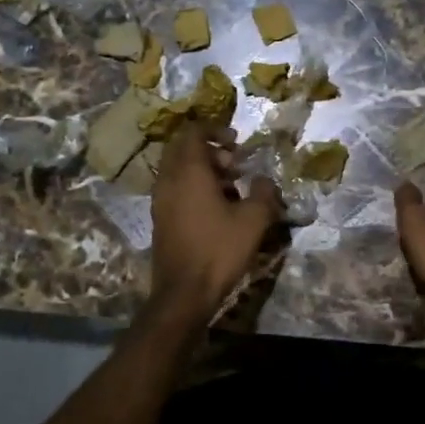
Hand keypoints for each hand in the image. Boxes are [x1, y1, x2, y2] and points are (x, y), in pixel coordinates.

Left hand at [150, 122, 283, 316]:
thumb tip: (264, 180)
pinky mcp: (160, 219)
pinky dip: (194, 187)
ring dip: (203, 170)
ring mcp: (160, 200)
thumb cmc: (219, 250)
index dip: (215, 130)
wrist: (183, 293)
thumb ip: (263, 192)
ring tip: (232, 187)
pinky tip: (217, 208)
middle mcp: (169, 180)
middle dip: (210, 150)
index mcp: (189, 171)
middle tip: (235, 164)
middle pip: (183, 149)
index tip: (237, 141)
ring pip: (178, 170)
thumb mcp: (253, 220)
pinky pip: (175, 189)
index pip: (194, 133)